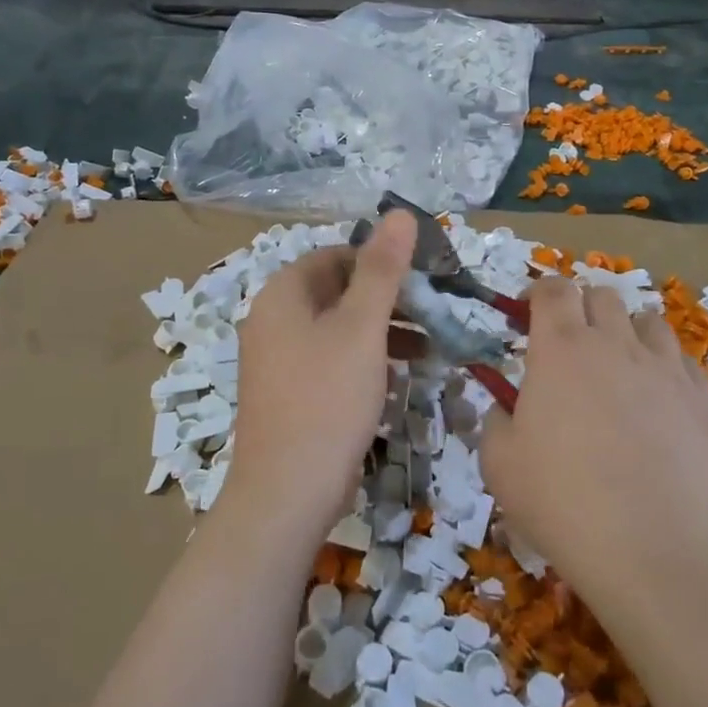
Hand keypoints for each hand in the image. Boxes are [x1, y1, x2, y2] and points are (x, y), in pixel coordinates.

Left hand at [221, 210, 415, 546]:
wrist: (286, 494)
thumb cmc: (327, 399)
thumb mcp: (362, 328)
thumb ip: (382, 269)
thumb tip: (400, 213)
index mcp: (283, 293)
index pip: (338, 255)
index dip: (383, 262)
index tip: (426, 281)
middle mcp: (272, 317)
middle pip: (338, 290)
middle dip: (388, 299)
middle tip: (434, 314)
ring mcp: (276, 357)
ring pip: (337, 326)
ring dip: (381, 330)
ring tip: (428, 346)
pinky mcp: (287, 390)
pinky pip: (329, 357)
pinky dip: (363, 357)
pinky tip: (396, 375)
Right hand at [481, 278, 707, 599]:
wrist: (647, 551)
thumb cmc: (559, 501)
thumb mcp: (498, 462)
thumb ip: (496, 419)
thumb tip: (506, 407)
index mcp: (559, 348)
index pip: (552, 289)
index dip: (538, 293)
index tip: (527, 313)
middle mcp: (613, 343)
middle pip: (601, 294)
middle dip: (581, 307)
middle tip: (569, 344)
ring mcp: (663, 368)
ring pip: (647, 320)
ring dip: (626, 330)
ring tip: (617, 364)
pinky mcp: (700, 399)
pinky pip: (682, 360)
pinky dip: (664, 365)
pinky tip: (656, 396)